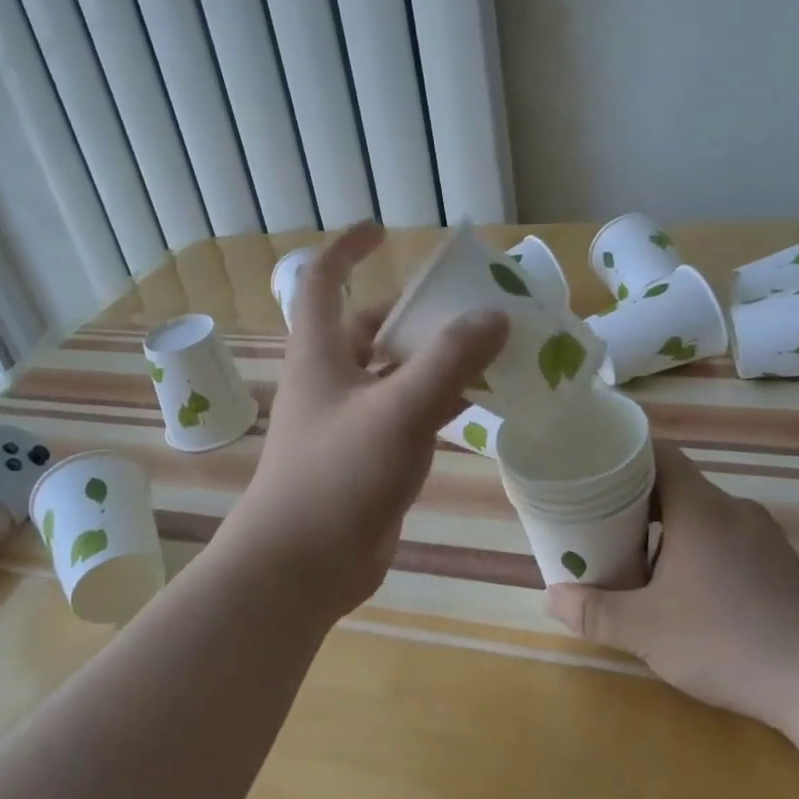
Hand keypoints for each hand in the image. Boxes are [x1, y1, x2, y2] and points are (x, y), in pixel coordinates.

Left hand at [224, 224, 507, 621]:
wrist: (303, 566)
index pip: (321, 281)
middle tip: (474, 303)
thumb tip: (494, 316)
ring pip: (400, 373)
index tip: (382, 231)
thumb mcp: (398, 410)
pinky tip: (484, 400)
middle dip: (419, 312)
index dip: (346, 250)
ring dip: (439, 359)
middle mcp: (333, 379)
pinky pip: (412, 414)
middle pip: (375, 328)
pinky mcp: (372, 456)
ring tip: (495, 347)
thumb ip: (448, 361)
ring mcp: (353, 420)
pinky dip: (444, 402)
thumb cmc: (337, 476)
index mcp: (320, 353)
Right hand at [545, 442, 798, 732]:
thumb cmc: (728, 641)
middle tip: (602, 524)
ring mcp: (765, 536)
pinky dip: (700, 549)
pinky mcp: (782, 565)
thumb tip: (553, 597)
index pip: (659, 454)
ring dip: (669, 530)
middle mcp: (734, 509)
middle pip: (677, 485)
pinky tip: (690, 592)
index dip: (623, 456)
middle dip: (637, 501)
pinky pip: (729, 539)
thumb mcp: (647, 630)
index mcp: (700, 507)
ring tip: (639, 562)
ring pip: (703, 515)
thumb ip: (595, 611)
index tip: (593, 472)